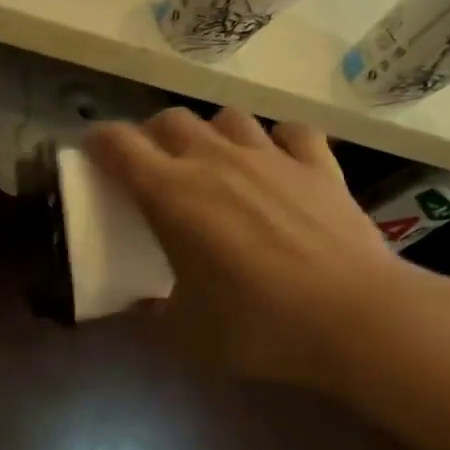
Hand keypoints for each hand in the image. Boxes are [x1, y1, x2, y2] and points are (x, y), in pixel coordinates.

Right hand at [85, 109, 420, 385]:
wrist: (356, 319)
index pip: (118, 144)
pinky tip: (277, 162)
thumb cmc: (259, 325)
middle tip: (154, 169)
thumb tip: (140, 306)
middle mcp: (215, 161)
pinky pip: (290, 132)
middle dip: (151, 136)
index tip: (93, 154)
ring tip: (214, 163)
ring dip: (211, 134)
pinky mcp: (318, 165)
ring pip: (227, 117)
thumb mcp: (187, 333)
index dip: (97, 142)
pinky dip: (276, 141)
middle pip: (170, 120)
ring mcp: (270, 156)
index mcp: (171, 194)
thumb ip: (153, 313)